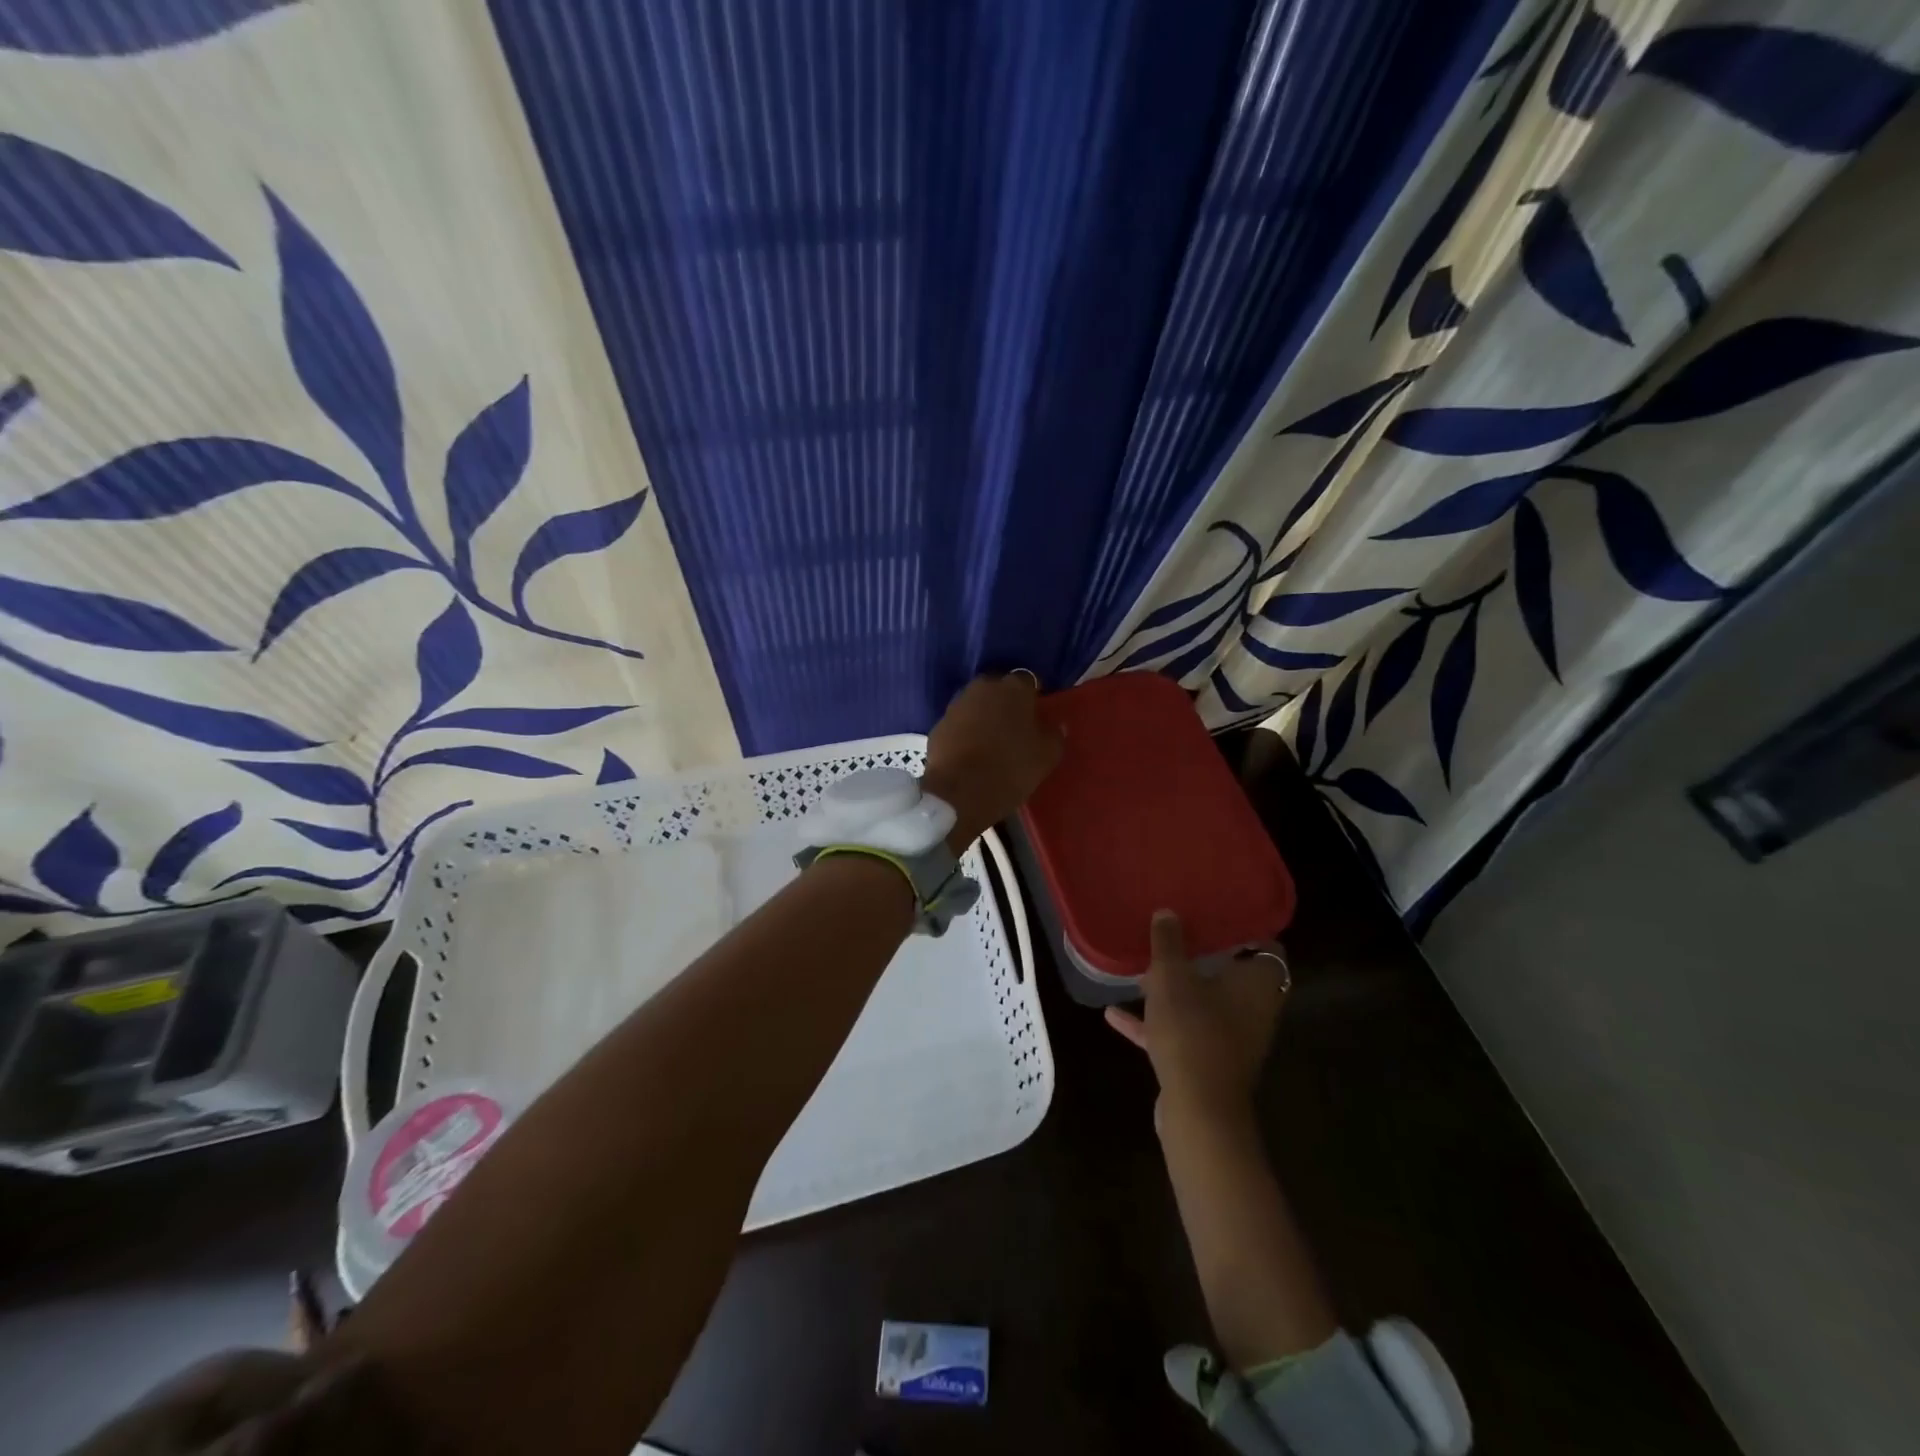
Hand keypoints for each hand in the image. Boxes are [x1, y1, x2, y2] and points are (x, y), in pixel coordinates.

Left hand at [922, 672, 1063, 848]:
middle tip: (1014, 728)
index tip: (1036, 716)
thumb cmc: (1010, 769)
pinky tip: (970, 753)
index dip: (1033, 698)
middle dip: (1005, 703)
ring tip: (991, 742)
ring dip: (983, 717)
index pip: (1028, 681)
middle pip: (998, 689)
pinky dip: (965, 733)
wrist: (959, 794)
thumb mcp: (1047, 756)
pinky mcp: (938, 725)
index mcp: (1014, 689)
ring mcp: (956, 705)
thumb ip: (1054, 735)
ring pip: (976, 705)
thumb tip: (1055, 725)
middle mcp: (983, 688)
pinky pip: (958, 724)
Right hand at [1105, 911, 1289, 1128]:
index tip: (1216, 913)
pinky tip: (1115, 1014)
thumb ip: (1168, 942)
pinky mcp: (1208, 1062)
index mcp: (1257, 983)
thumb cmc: (1192, 1029)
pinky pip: (1182, 1032)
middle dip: (1203, 957)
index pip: (1265, 946)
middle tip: (1175, 934)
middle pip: (1232, 975)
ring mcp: (1232, 1039)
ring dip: (1176, 990)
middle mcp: (1253, 1009)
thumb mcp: (1171, 976)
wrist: (1198, 1108)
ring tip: (1143, 970)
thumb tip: (1168, 912)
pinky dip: (1155, 1023)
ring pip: (1205, 1004)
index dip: (1244, 928)